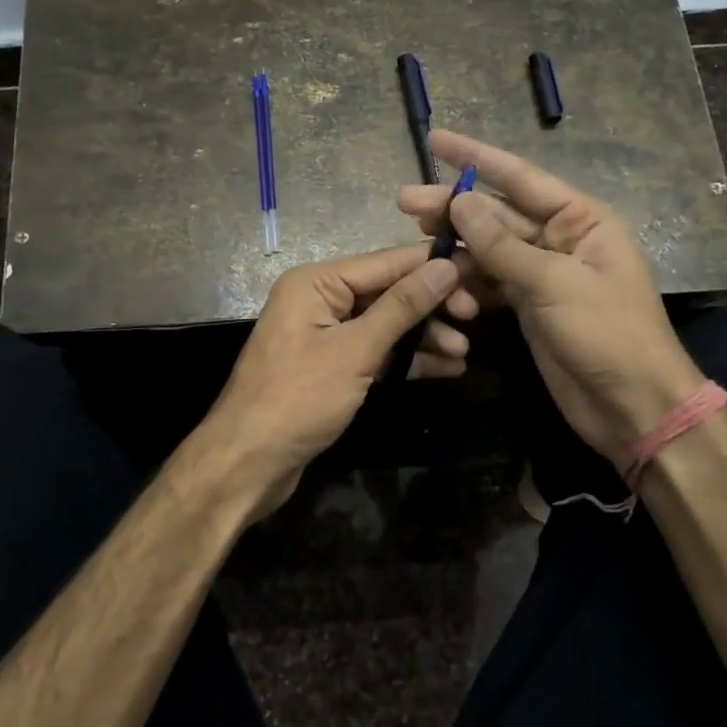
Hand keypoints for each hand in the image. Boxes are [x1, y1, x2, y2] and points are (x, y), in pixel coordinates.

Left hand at [188, 245, 463, 520]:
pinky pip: (375, 352)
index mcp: (317, 282)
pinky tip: (445, 369)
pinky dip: (406, 359)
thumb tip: (446, 266)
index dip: (432, 265)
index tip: (479, 268)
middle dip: (430, 305)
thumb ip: (402, 307)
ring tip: (464, 352)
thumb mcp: (356, 350)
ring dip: (424, 336)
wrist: (248, 463)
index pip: (386, 262)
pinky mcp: (331, 367)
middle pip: (387, 292)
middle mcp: (320, 300)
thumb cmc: (298, 399)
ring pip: (385, 324)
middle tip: (474, 317)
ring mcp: (324, 334)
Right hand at [398, 130, 705, 465]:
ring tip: (415, 239)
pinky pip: (491, 281)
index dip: (475, 156)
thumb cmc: (607, 334)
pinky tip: (438, 277)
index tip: (434, 139)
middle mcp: (561, 238)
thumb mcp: (554, 283)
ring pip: (490, 248)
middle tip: (405, 202)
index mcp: (581, 220)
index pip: (520, 177)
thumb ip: (502, 245)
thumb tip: (459, 203)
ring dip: (455, 245)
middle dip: (454, 206)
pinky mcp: (530, 305)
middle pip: (498, 213)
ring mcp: (543, 273)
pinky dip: (466, 280)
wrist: (633, 406)